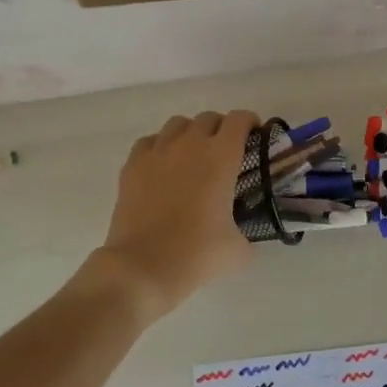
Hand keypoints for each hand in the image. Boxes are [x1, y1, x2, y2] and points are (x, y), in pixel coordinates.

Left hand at [88, 110, 258, 316]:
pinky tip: (162, 166)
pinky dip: (160, 147)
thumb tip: (247, 239)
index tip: (254, 136)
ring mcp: (158, 152)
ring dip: (190, 134)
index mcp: (221, 157)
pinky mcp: (132, 165)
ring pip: (177, 124)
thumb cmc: (196, 254)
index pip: (239, 120)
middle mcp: (190, 145)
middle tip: (224, 152)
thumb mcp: (238, 251)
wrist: (142, 268)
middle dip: (220, 129)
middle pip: (209, 118)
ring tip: (192, 156)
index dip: (249, 123)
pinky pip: (150, 141)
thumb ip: (248, 236)